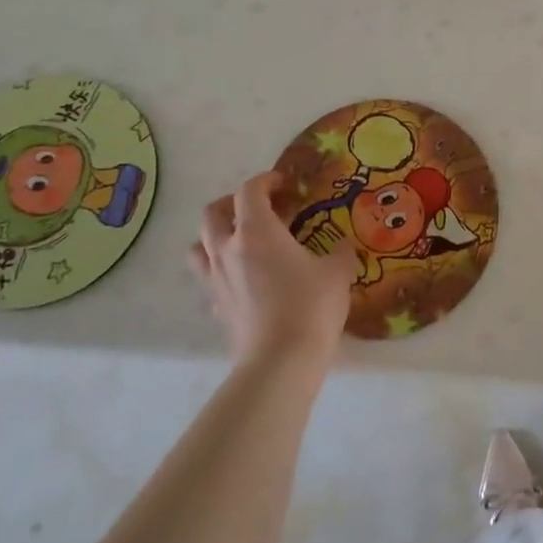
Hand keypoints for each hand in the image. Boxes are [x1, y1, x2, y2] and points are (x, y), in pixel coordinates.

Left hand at [189, 171, 357, 366]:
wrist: (281, 361)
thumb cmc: (311, 306)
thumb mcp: (338, 271)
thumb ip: (340, 251)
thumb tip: (343, 245)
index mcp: (256, 231)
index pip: (249, 191)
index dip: (266, 181)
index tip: (283, 183)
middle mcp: (227, 249)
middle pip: (213, 213)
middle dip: (233, 203)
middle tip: (259, 209)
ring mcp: (216, 280)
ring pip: (199, 246)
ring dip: (216, 236)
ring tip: (241, 242)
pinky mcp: (215, 307)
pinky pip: (209, 278)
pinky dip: (222, 270)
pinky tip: (245, 280)